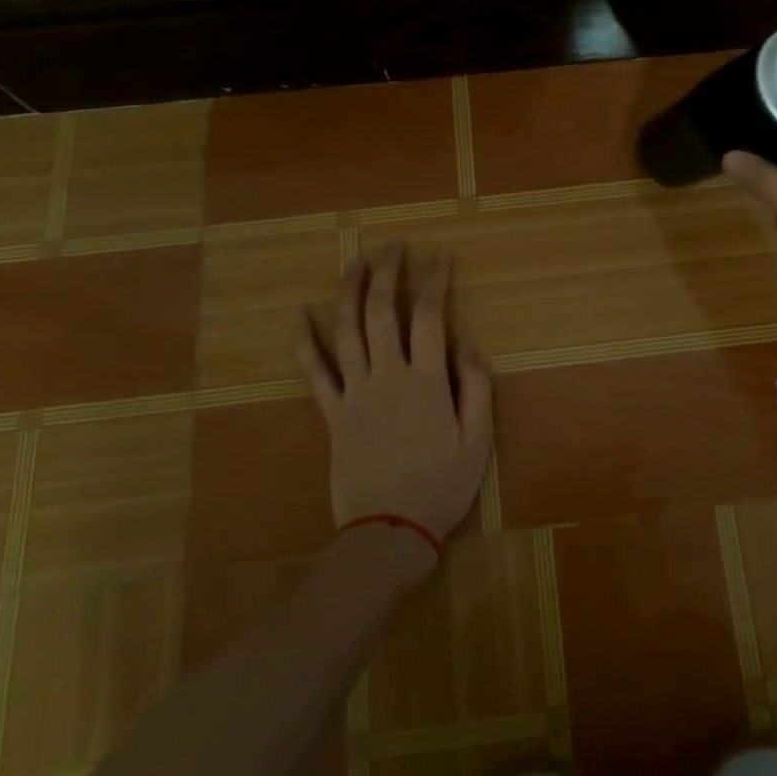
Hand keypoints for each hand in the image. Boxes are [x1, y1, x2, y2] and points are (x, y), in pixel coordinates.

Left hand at [297, 243, 494, 548]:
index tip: (440, 256)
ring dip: (349, 290)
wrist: (389, 530)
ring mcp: (354, 392)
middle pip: (381, 311)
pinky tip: (299, 315)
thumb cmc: (441, 486)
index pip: (429, 316)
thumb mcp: (477, 441)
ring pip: (346, 330)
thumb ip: (477, 388)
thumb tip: (469, 344)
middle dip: (387, 272)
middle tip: (392, 245)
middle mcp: (386, 376)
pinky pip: (314, 371)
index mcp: (426, 380)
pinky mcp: (331, 413)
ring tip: (355, 261)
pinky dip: (305, 341)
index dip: (434, 280)